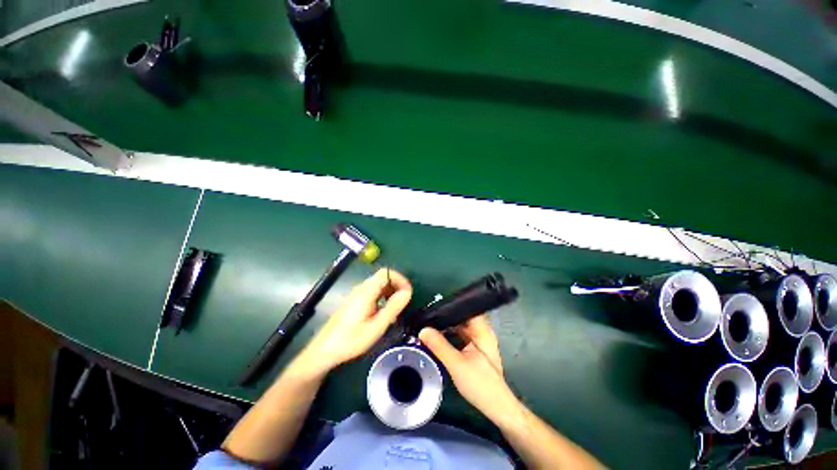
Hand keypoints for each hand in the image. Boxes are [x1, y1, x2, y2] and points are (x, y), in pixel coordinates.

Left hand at [298, 268, 411, 374]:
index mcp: (366, 292)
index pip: (385, 273)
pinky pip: (372, 292)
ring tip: (395, 311)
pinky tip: (383, 314)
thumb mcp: (376, 327)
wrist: (324, 350)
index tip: (408, 293)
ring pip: (378, 285)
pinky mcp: (354, 301)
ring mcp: (356, 294)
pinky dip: (382, 298)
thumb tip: (407, 292)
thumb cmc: (350, 340)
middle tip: (403, 303)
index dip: (400, 279)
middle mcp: (361, 289)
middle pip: (383, 278)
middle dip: (396, 286)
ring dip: (390, 293)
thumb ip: (392, 308)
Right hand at [419, 316, 519, 423]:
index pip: (467, 308)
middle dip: (445, 317)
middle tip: (427, 317)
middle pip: (461, 317)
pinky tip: (438, 338)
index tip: (434, 306)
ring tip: (429, 325)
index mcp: (482, 330)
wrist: (496, 408)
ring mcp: (478, 340)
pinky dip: (450, 335)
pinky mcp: (475, 349)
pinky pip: (460, 336)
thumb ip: (439, 346)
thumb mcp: (456, 364)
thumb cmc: (481, 384)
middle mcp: (481, 331)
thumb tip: (423, 330)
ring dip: (446, 326)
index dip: (451, 305)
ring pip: (460, 327)